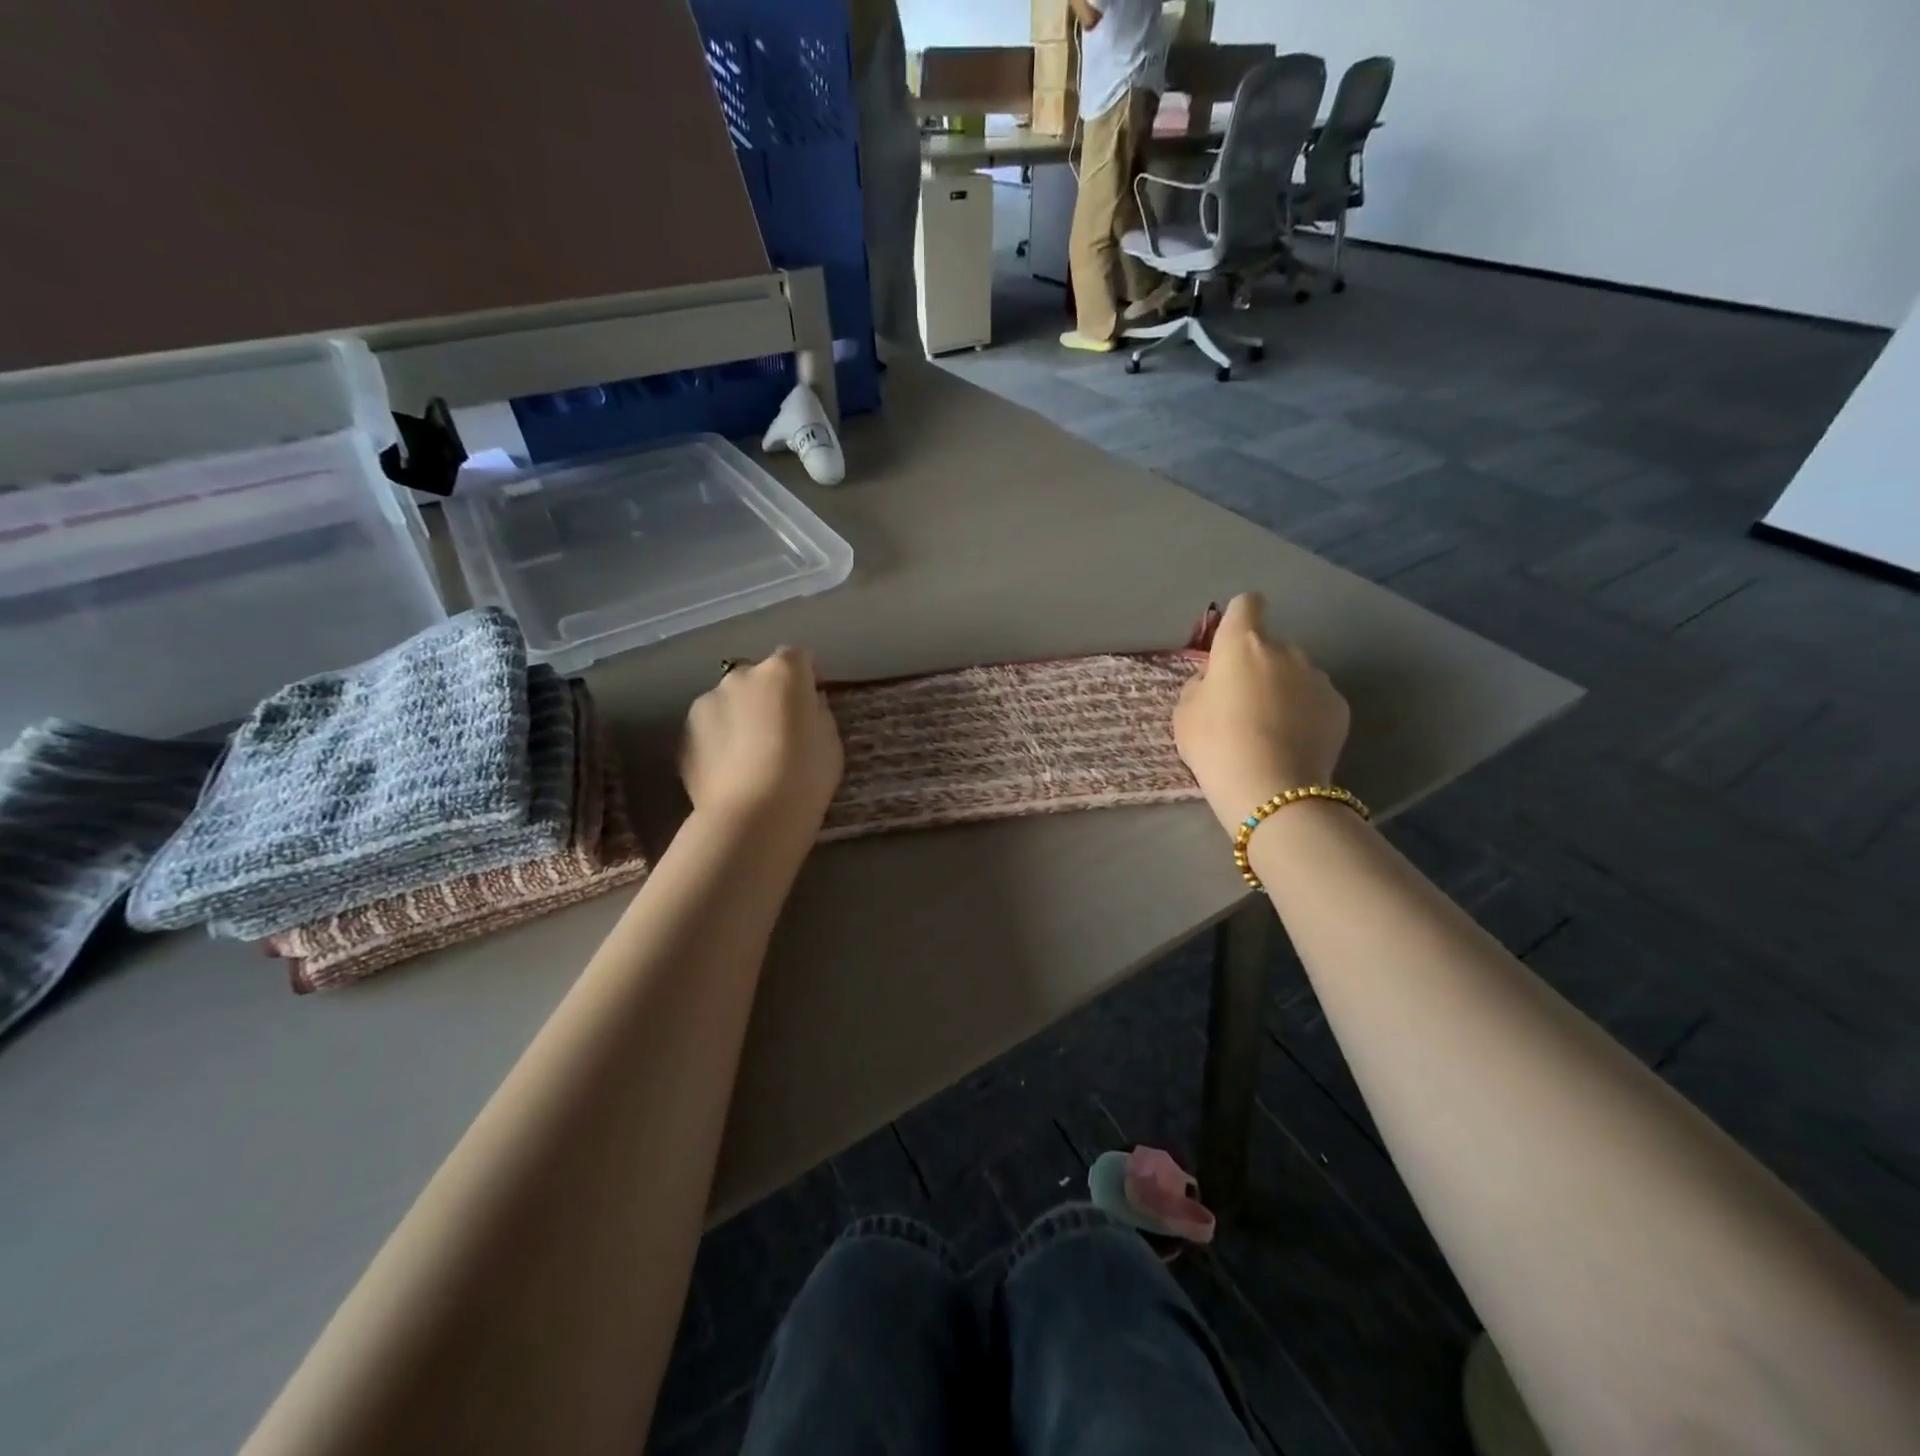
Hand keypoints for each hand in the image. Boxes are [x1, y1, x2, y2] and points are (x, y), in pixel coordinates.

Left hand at [681, 648, 843, 831]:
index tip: (812, 701)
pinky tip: (730, 770)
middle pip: (758, 676)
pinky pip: (710, 728)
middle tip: (780, 730)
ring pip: (729, 701)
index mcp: (783, 673)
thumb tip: (807, 705)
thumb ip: (818, 713)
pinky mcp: (684, 733)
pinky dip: (720, 740)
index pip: (798, 656)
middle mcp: (740, 677)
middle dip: (769, 695)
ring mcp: (706, 703)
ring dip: (740, 716)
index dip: (807, 676)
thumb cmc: (804, 776)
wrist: (752, 816)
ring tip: (750, 755)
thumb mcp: (831, 742)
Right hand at [1173, 593, 1350, 836]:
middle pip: (1270, 646)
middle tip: (1243, 704)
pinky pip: (1316, 700)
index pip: (1247, 604)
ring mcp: (1317, 677)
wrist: (1271, 790)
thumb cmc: (1216, 744)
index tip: (1233, 640)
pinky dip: (1306, 713)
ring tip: (1271, 729)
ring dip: (1284, 689)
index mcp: (1242, 644)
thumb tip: (1215, 681)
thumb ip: (1200, 685)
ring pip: (1296, 674)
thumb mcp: (1185, 713)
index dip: (1240, 617)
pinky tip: (1293, 743)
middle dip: (1258, 666)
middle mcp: (1285, 650)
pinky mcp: (1339, 707)